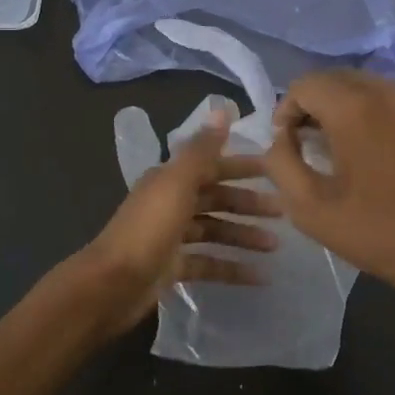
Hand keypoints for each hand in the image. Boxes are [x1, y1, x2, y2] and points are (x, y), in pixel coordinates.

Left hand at [74, 111, 281, 336]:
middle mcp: (170, 203)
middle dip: (248, 204)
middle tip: (282, 212)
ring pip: (214, 230)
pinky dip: (232, 268)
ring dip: (243, 236)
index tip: (275, 171)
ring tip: (275, 246)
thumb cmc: (148, 230)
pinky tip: (259, 277)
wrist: (112, 284)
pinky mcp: (172, 267)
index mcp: (169, 180)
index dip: (242, 167)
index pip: (211, 167)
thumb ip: (202, 149)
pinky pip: (209, 263)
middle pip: (215, 199)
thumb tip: (222, 109)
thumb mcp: (177, 184)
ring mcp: (170, 237)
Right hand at [263, 71, 394, 307]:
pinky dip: (386, 119)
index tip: (288, 142)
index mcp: (357, 109)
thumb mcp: (310, 208)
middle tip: (312, 142)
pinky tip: (389, 157)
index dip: (287, 109)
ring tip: (350, 150)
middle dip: (318, 104)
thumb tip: (282, 139)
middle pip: (342, 79)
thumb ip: (281, 163)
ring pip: (376, 89)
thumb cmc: (380, 235)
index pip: (307, 84)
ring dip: (352, 109)